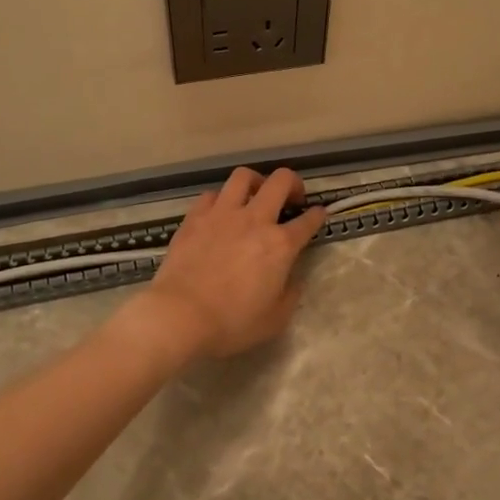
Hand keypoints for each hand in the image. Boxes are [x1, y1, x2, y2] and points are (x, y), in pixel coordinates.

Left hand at [136, 167, 326, 362]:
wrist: (180, 315)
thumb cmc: (232, 322)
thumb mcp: (275, 319)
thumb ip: (290, 293)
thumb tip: (292, 278)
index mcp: (280, 245)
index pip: (308, 221)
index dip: (318, 215)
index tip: (319, 214)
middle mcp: (254, 220)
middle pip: (280, 181)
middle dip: (292, 183)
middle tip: (291, 197)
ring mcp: (222, 213)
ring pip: (243, 176)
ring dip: (256, 181)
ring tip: (255, 194)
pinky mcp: (195, 217)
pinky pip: (212, 194)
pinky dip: (221, 199)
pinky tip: (220, 212)